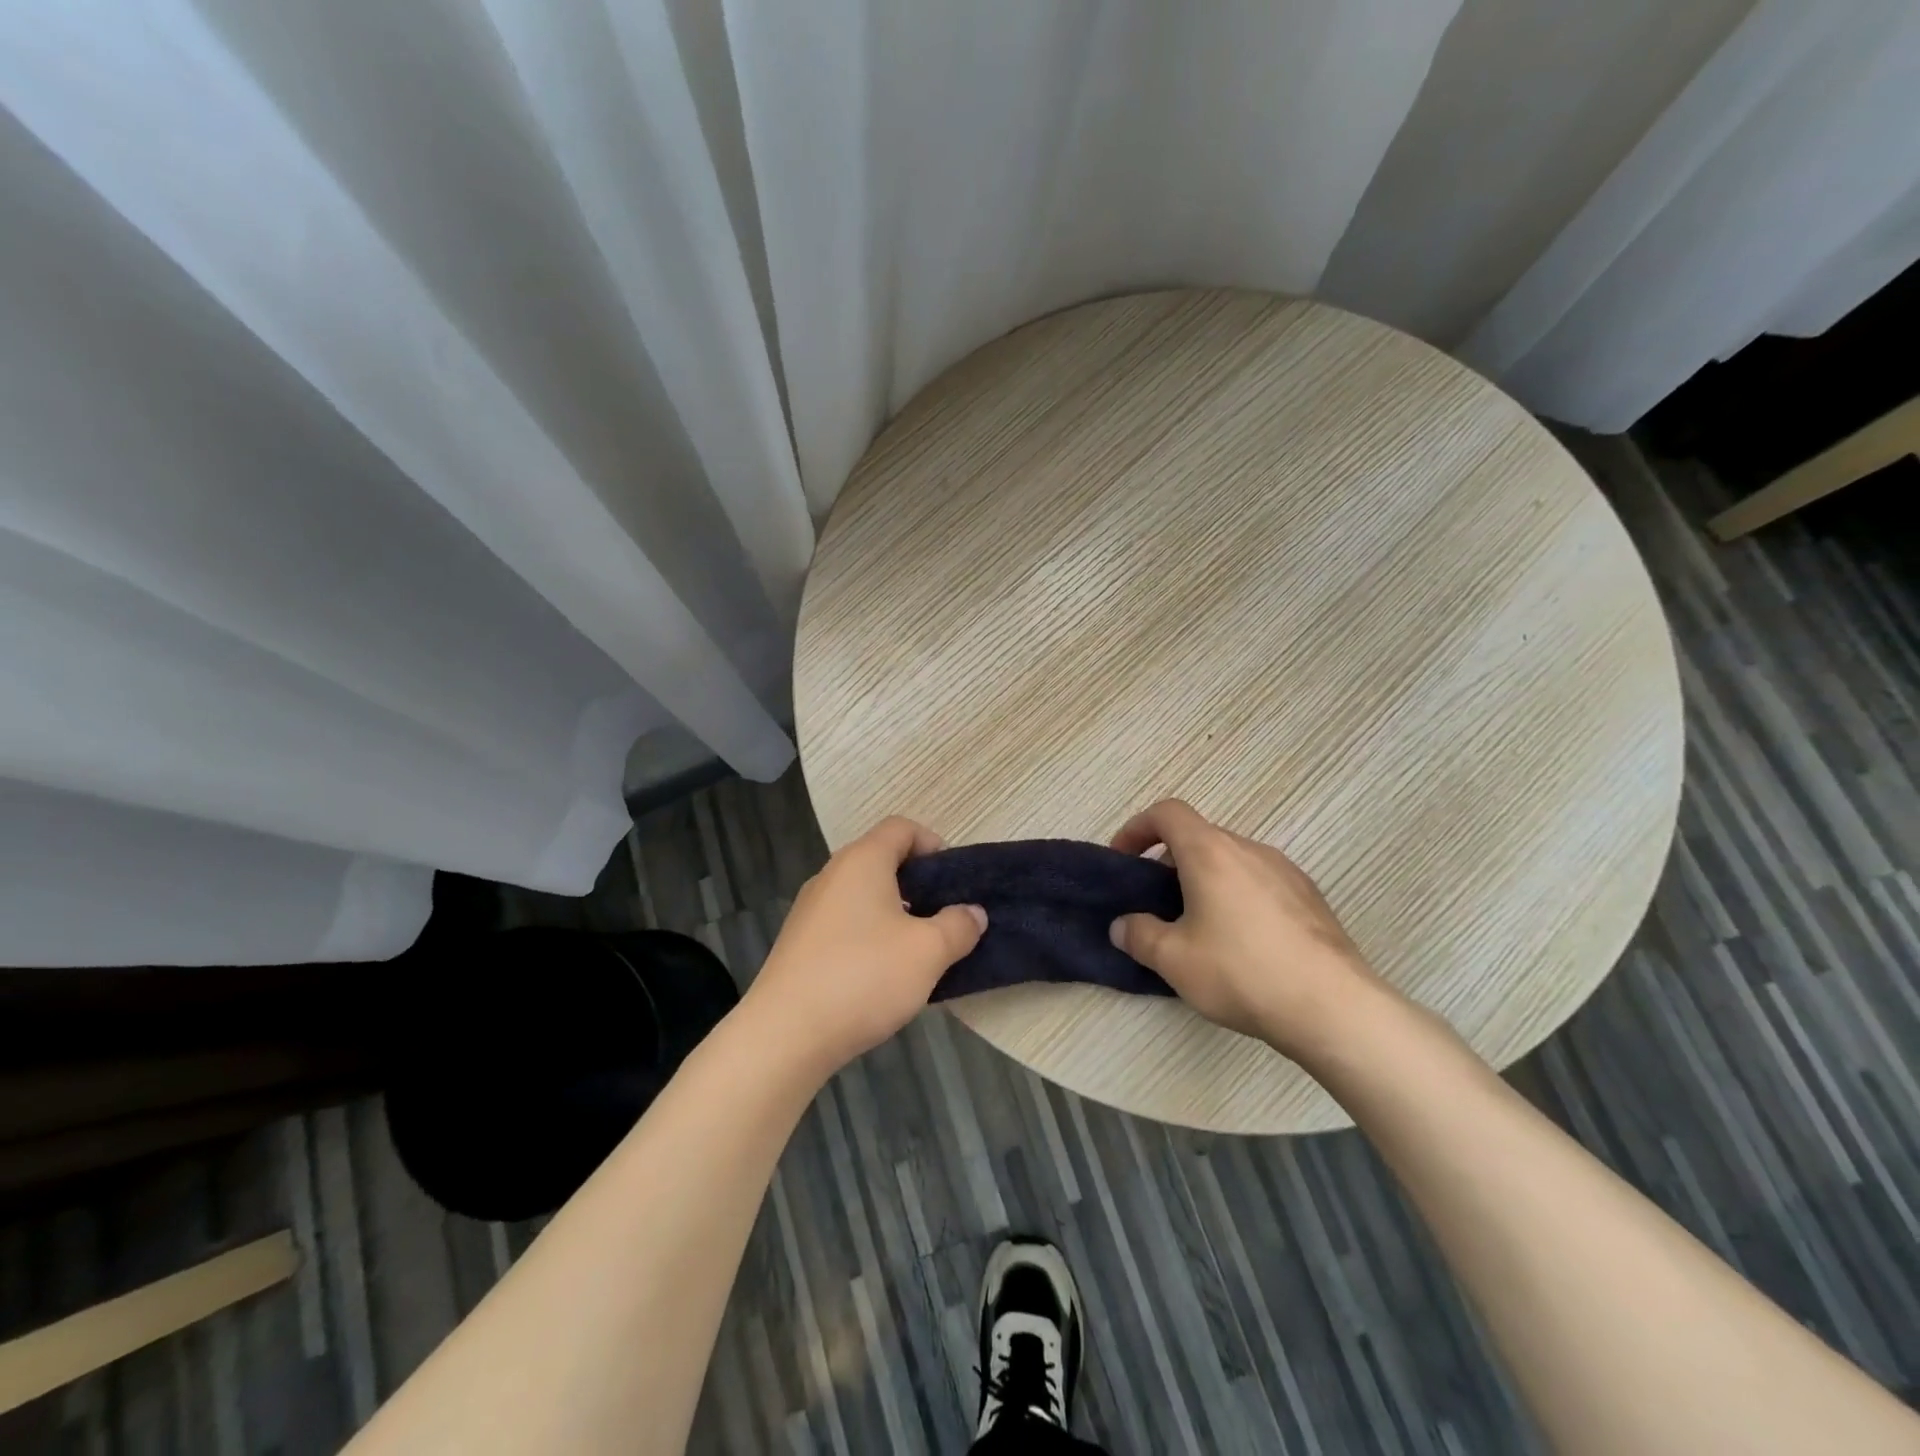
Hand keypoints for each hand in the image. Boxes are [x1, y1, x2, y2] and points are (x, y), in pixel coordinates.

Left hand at [744, 817, 985, 1075]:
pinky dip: (870, 935)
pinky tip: (883, 974)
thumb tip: (972, 913)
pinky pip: (845, 923)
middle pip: (881, 860)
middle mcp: (832, 875)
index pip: (901, 828)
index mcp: (862, 861)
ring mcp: (811, 910)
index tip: (954, 880)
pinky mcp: (800, 943)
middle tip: (945, 916)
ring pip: (863, 895)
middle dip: (918, 883)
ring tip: (919, 949)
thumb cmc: (864, 977)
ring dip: (895, 913)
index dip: (933, 844)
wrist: (785, 1034)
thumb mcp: (928, 951)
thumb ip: (958, 926)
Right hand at [1108, 800, 1389, 1060]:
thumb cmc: (1241, 971)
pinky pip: (1260, 882)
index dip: (1137, 828)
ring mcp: (1286, 871)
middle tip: (1156, 903)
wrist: (1334, 1007)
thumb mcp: (1174, 960)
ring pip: (1232, 861)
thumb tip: (1122, 926)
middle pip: (1200, 837)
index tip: (1124, 859)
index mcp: (1211, 851)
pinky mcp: (1311, 898)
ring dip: (1205, 880)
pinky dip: (1237, 896)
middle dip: (1169, 862)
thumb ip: (1139, 935)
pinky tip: (1241, 943)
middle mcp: (1249, 849)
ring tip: (1198, 927)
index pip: (1168, 813)